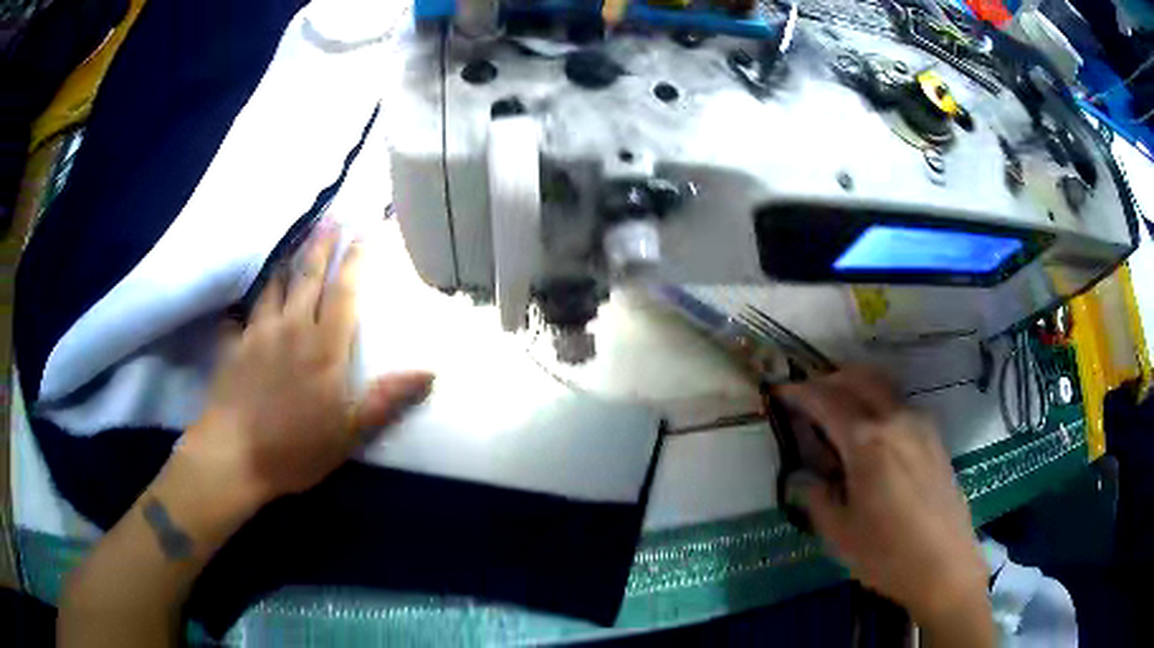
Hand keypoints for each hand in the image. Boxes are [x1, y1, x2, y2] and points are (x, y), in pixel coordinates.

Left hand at [179, 223, 434, 508]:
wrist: (235, 455)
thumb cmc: (296, 447)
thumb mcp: (350, 432)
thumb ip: (387, 399)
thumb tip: (430, 372)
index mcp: (324, 347)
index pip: (345, 292)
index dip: (357, 259)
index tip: (366, 229)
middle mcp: (292, 328)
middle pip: (309, 276)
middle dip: (322, 244)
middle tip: (332, 216)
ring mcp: (259, 333)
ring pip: (276, 284)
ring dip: (289, 260)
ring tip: (296, 239)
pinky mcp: (235, 344)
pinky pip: (245, 310)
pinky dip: (252, 297)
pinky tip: (249, 293)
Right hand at [776, 368, 988, 628]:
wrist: (945, 565)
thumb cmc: (887, 555)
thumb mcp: (839, 534)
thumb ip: (818, 498)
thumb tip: (805, 479)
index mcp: (868, 442)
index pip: (826, 400)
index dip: (799, 392)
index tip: (780, 391)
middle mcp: (895, 420)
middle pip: (859, 377)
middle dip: (828, 379)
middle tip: (807, 398)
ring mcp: (920, 424)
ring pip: (883, 385)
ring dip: (855, 386)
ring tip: (837, 411)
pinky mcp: (934, 436)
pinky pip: (900, 404)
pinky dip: (877, 402)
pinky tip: (872, 434)